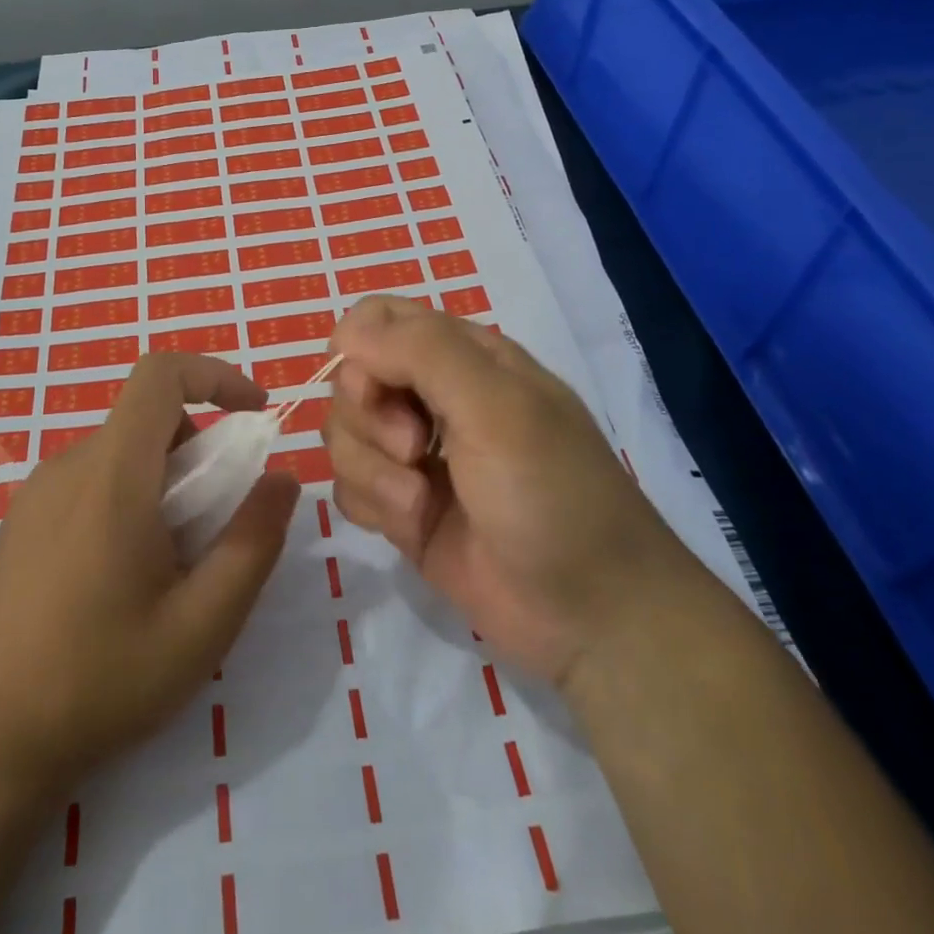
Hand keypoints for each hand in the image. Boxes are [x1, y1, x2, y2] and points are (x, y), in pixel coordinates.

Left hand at [0, 353, 299, 797]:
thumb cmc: (101, 682)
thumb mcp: (202, 625)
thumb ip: (253, 543)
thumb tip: (283, 479)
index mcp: (111, 476)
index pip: (160, 374)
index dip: (215, 374)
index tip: (255, 414)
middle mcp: (67, 468)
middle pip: (147, 418)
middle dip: (199, 448)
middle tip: (217, 521)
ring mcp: (36, 494)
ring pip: (120, 451)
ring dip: (165, 478)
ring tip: (173, 561)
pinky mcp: (21, 522)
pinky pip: (90, 479)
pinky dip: (129, 495)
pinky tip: (125, 575)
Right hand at [323, 295, 673, 688]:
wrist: (590, 614)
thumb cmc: (552, 494)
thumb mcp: (497, 407)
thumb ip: (422, 353)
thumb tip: (348, 333)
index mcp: (463, 357)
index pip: (378, 319)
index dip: (359, 349)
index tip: (369, 388)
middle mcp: (432, 398)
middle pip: (351, 379)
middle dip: (370, 418)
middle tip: (416, 450)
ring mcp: (415, 455)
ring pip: (344, 435)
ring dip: (372, 470)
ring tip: (420, 502)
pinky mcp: (402, 507)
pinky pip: (348, 487)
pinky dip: (372, 505)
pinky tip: (413, 525)